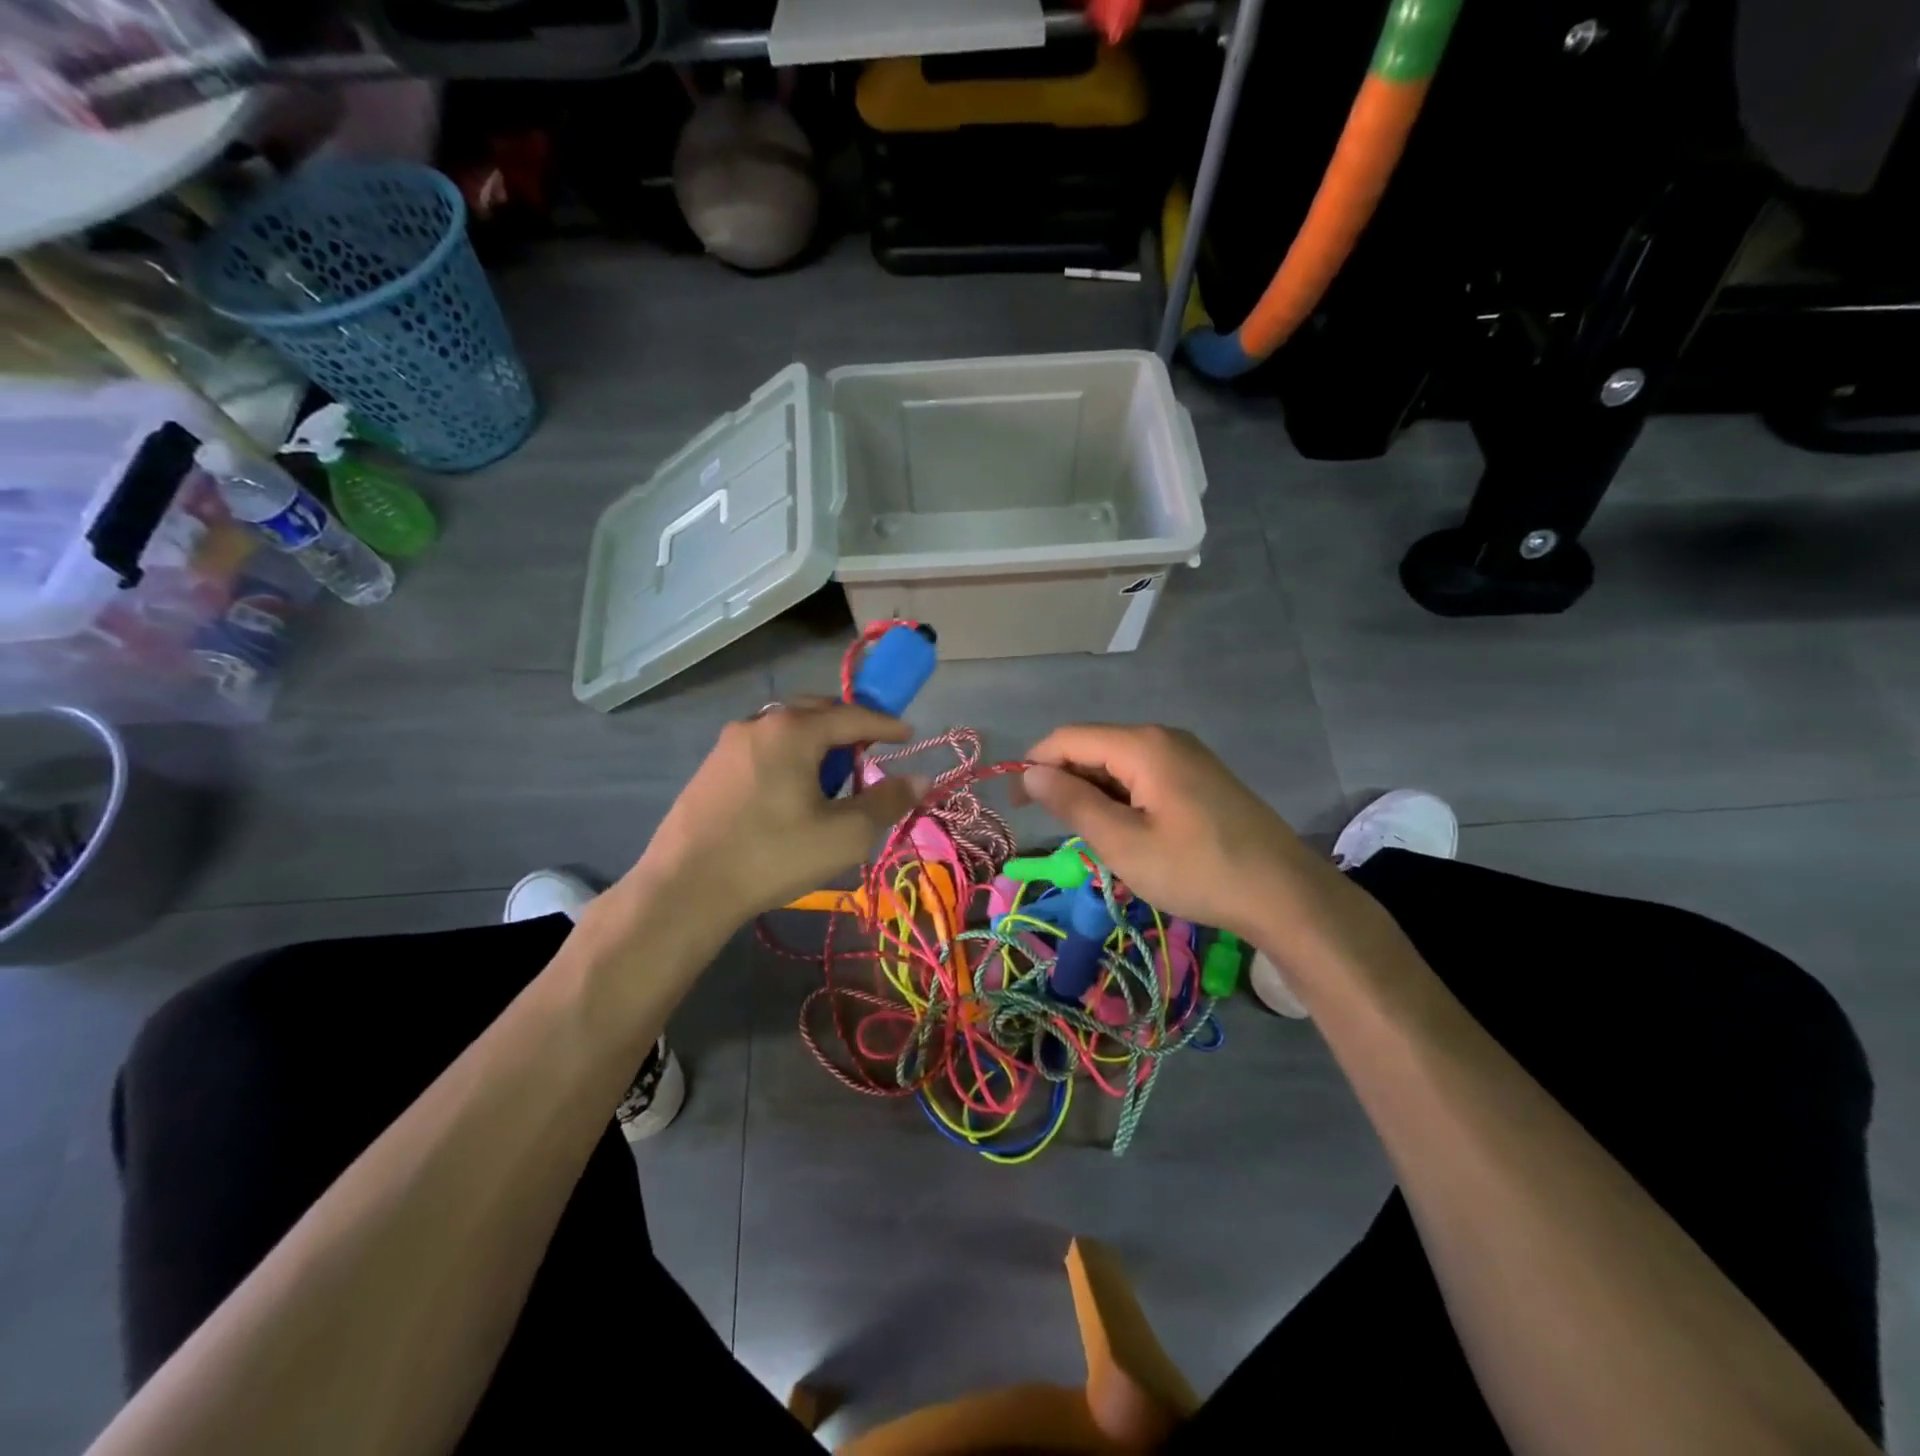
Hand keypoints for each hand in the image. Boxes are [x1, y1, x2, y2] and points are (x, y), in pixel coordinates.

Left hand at [623, 699, 921, 929]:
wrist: (685, 889)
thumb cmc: (773, 856)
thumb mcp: (843, 834)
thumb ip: (886, 802)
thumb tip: (920, 779)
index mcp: (793, 730)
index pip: (853, 716)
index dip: (886, 724)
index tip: (908, 734)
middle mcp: (759, 723)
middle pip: (815, 711)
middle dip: (848, 725)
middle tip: (869, 749)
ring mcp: (728, 744)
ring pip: (785, 728)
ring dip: (815, 742)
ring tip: (831, 776)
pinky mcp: (710, 768)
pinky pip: (762, 747)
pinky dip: (788, 756)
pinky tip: (790, 792)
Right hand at [1019, 723, 1337, 941]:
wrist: (1284, 893)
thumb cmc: (1197, 870)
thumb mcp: (1123, 843)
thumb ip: (1073, 803)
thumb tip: (1031, 773)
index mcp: (1143, 745)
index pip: (1069, 738)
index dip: (1035, 765)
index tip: (1016, 804)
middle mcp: (1163, 738)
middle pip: (1095, 746)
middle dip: (1065, 780)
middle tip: (1055, 829)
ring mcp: (1186, 756)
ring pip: (1119, 763)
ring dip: (1094, 792)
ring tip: (1089, 837)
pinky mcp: (1200, 777)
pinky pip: (1144, 775)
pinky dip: (1122, 797)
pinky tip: (1125, 831)